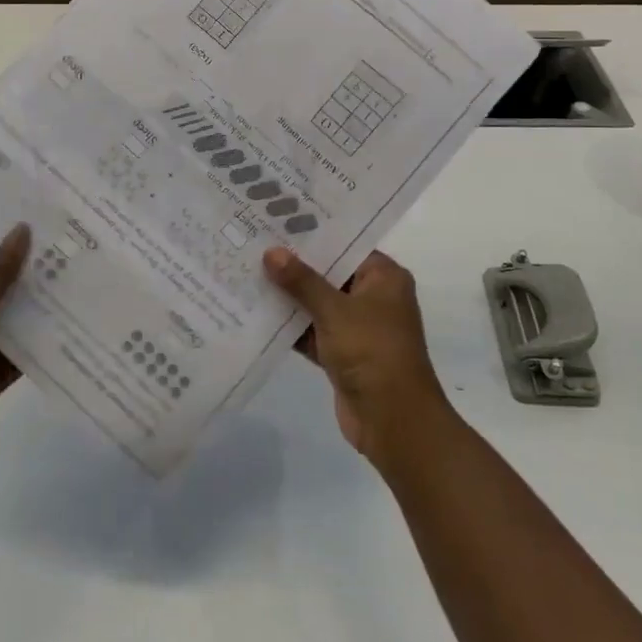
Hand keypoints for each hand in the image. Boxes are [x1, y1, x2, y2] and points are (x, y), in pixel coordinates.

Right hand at [264, 246, 456, 470]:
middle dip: (295, 266)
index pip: (346, 245)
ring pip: (318, 304)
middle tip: (256, 243)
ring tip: (249, 272)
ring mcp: (358, 328)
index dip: (314, 234)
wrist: (393, 421)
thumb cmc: (372, 352)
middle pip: (330, 274)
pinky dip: (291, 327)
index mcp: (384, 278)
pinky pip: (313, 332)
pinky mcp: (343, 354)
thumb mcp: (334, 310)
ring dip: (290, 297)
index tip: (278, 220)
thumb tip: (271, 252)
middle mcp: (373, 297)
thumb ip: (302, 281)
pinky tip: (257, 313)